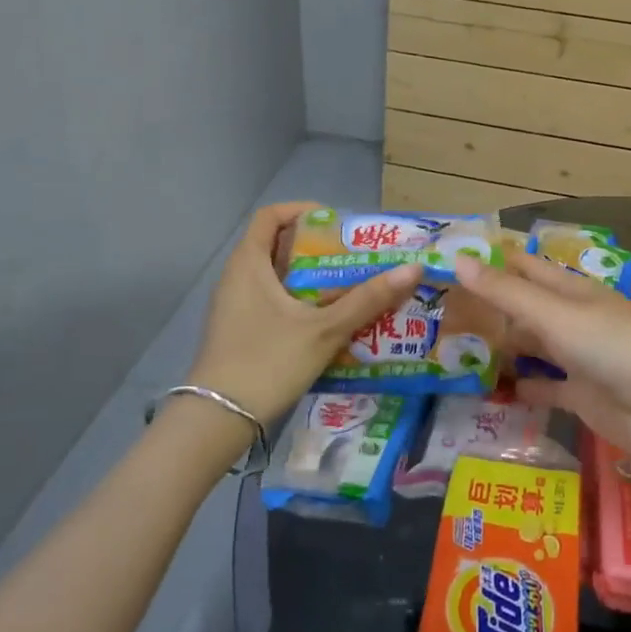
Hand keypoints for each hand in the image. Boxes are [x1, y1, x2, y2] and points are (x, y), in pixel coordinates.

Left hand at [189, 202, 423, 421]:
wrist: (217, 420)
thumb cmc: (268, 362)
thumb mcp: (324, 330)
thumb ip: (368, 299)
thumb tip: (413, 269)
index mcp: (248, 264)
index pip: (271, 216)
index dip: (303, 210)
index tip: (336, 223)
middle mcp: (236, 277)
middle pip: (277, 245)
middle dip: (317, 248)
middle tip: (354, 257)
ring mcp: (234, 306)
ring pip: (276, 277)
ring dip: (310, 277)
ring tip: (349, 287)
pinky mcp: (238, 330)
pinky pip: (271, 300)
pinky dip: (299, 300)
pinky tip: (327, 320)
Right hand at [452, 251, 630, 465]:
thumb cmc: (612, 346)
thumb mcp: (554, 314)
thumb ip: (506, 292)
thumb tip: (457, 260)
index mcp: (570, 291)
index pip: (524, 268)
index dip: (492, 263)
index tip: (450, 261)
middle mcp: (572, 320)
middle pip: (524, 310)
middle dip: (489, 310)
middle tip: (439, 314)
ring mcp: (578, 359)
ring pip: (532, 348)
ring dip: (501, 349)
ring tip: (454, 351)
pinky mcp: (581, 397)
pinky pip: (544, 389)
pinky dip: (521, 388)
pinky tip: (490, 392)